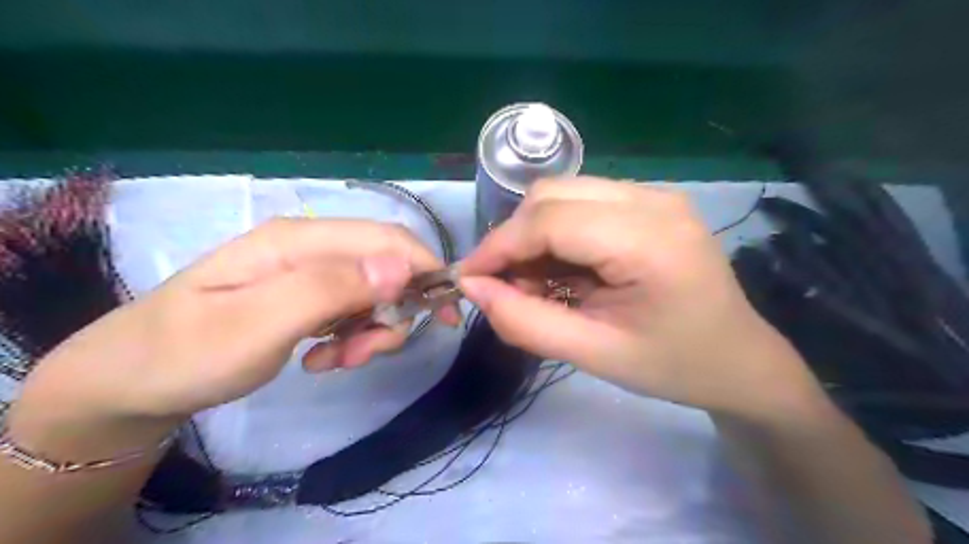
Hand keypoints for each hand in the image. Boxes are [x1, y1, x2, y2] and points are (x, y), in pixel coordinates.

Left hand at [11, 216, 458, 436]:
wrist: (132, 381)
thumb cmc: (188, 351)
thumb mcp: (258, 324)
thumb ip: (329, 289)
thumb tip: (400, 267)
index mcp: (300, 240)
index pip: (386, 239)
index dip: (425, 270)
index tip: (445, 314)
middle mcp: (311, 247)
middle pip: (385, 267)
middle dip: (392, 312)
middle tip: (366, 354)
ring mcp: (308, 272)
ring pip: (373, 293)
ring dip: (370, 331)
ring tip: (336, 362)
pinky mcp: (306, 296)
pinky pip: (352, 311)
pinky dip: (351, 338)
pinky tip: (322, 358)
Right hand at [461, 177, 823, 420]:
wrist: (739, 360)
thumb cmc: (673, 366)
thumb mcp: (594, 355)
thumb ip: (525, 322)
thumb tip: (472, 287)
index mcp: (649, 239)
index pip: (550, 220)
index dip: (499, 246)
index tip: (467, 279)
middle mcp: (653, 199)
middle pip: (552, 195)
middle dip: (514, 238)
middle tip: (504, 286)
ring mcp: (655, 195)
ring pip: (563, 194)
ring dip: (534, 235)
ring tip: (535, 283)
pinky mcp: (650, 203)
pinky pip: (583, 203)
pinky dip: (557, 234)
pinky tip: (563, 270)